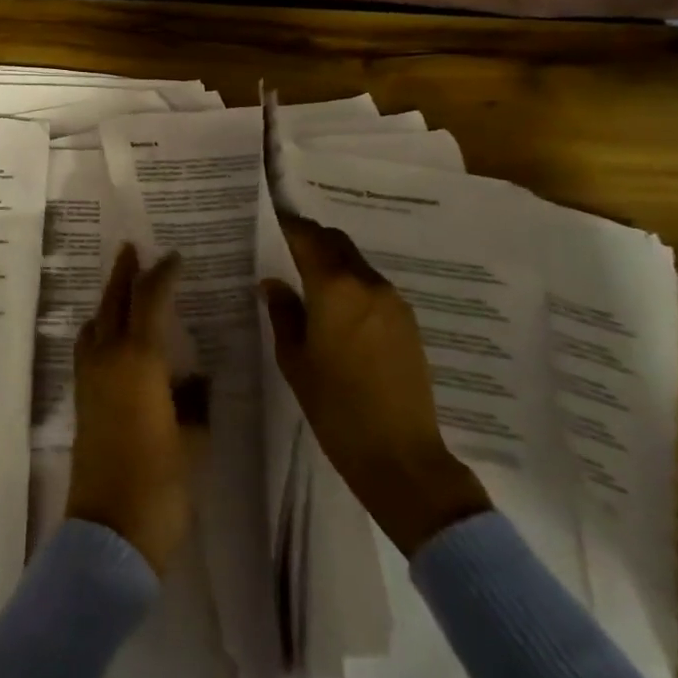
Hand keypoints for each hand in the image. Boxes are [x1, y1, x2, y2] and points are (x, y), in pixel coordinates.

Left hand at [66, 244, 205, 575]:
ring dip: (108, 300)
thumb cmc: (161, 484)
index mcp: (138, 360)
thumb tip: (197, 379)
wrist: (110, 530)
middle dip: (123, 274)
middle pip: (112, 302)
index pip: (149, 301)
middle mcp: (108, 358)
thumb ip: (195, 402)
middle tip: (131, 249)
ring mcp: (89, 378)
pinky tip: (110, 338)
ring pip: (95, 323)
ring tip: (122, 289)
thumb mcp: (193, 440)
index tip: (174, 258)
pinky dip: (99, 329)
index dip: (161, 275)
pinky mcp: (81, 400)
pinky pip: (88, 348)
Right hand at [258, 213, 491, 556]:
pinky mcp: (408, 323)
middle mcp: (367, 284)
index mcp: (335, 288)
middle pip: (336, 242)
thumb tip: (273, 283)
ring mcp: (393, 303)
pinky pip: (372, 287)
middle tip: (285, 246)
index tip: (269, 221)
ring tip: (308, 278)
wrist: (402, 456)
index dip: (287, 225)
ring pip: (356, 263)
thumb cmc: (335, 407)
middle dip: (311, 238)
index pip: (307, 238)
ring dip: (332, 261)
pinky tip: (337, 307)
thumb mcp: (295, 360)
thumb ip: (283, 313)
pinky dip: (351, 283)